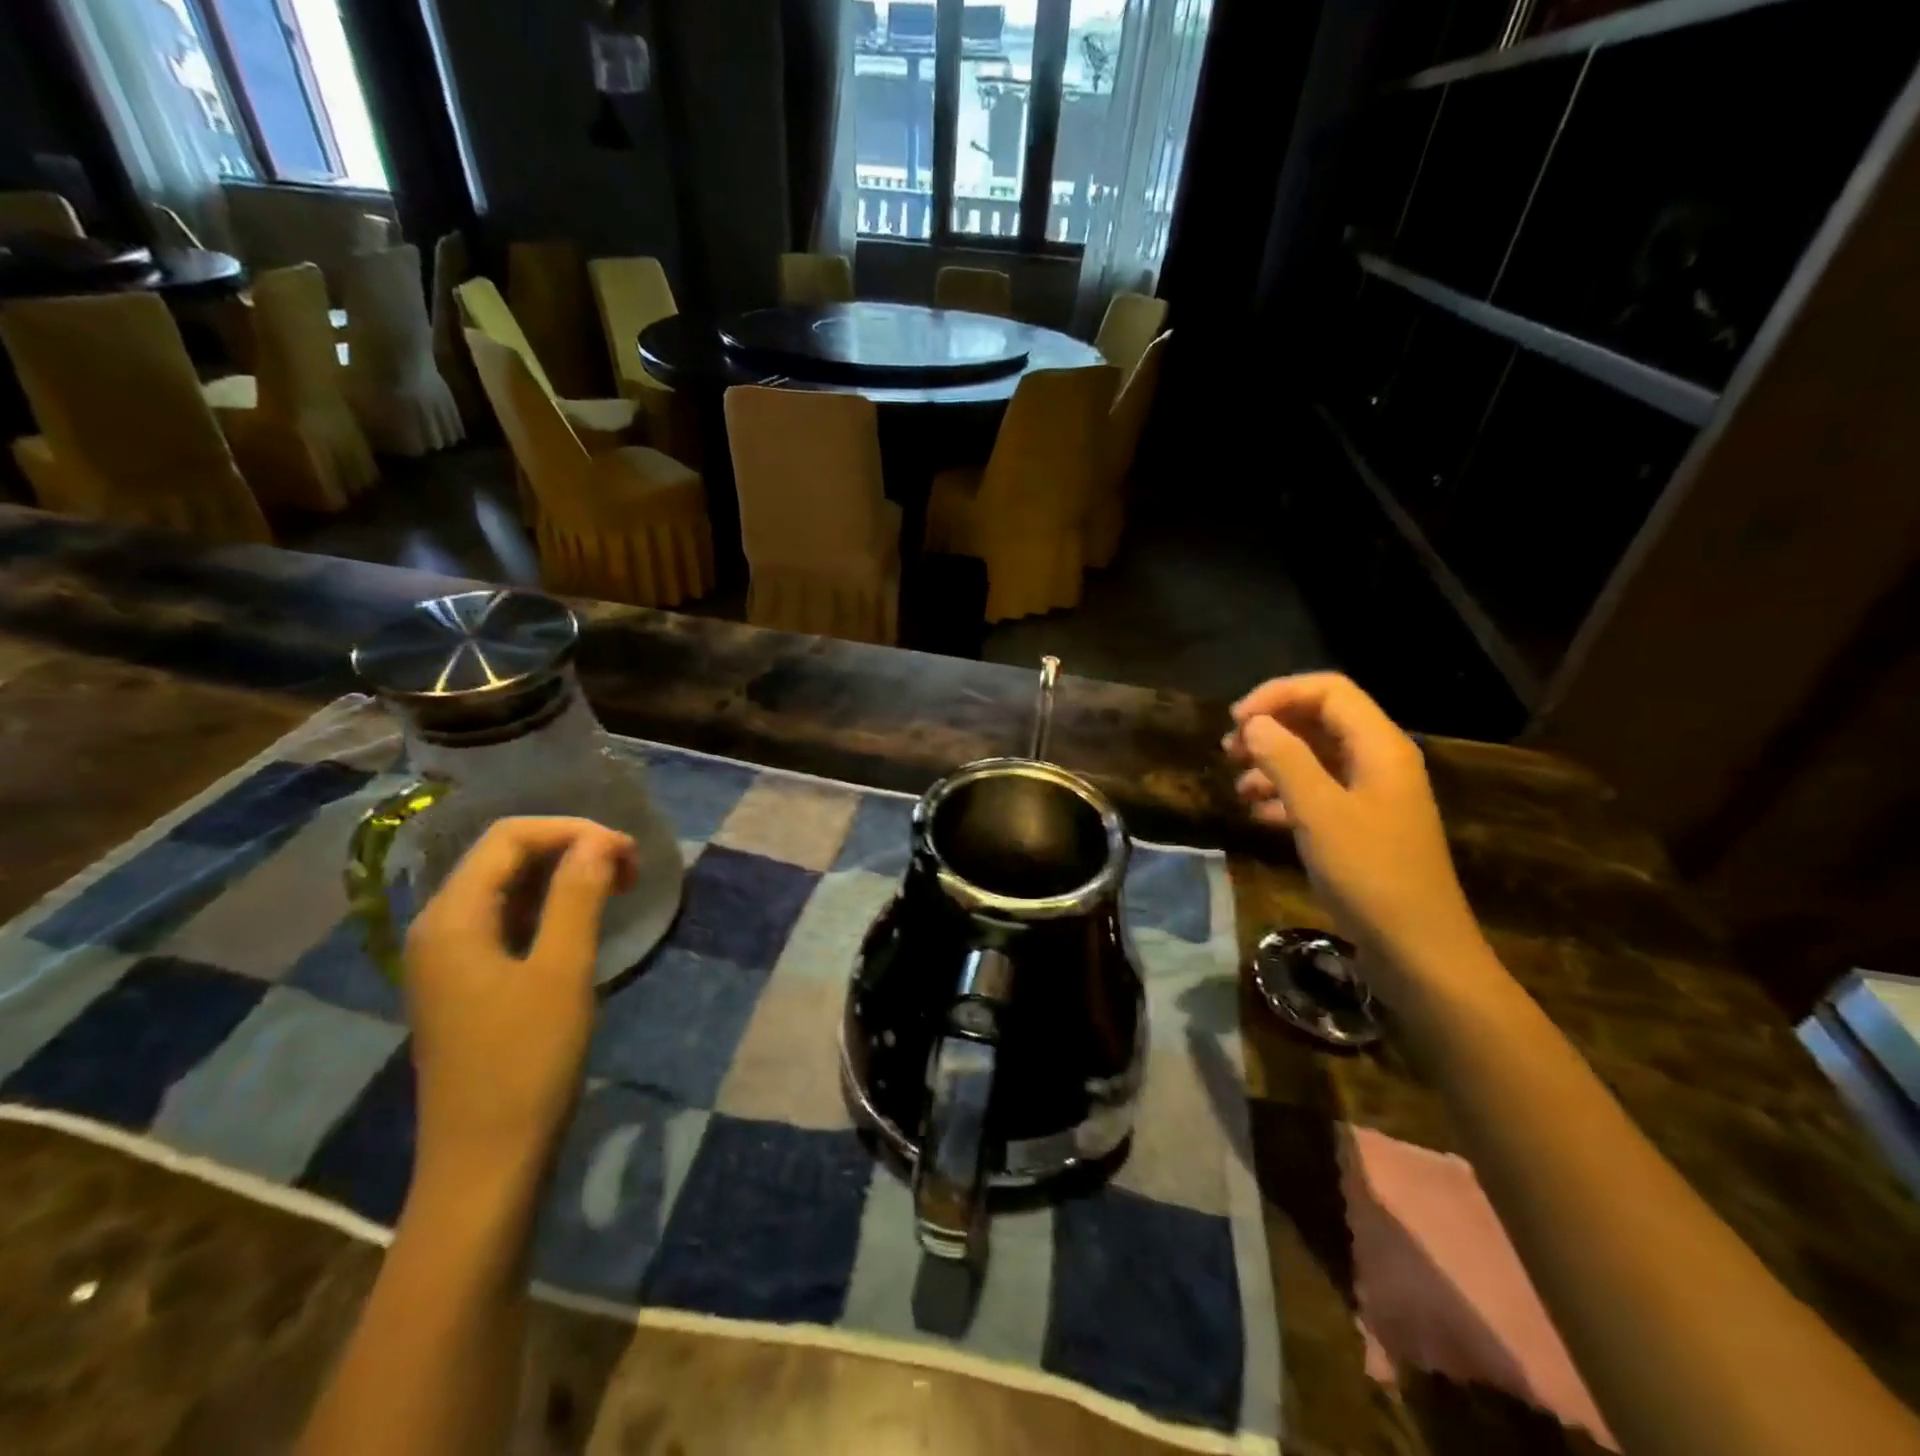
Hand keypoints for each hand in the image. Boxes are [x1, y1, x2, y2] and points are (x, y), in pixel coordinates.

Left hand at [403, 818, 636, 1187]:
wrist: (485, 1162)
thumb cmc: (526, 1062)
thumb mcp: (561, 971)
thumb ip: (577, 895)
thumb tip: (600, 840)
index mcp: (452, 918)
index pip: (510, 837)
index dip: (572, 831)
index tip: (627, 852)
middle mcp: (440, 927)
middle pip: (505, 857)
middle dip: (570, 849)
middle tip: (629, 869)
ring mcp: (449, 957)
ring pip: (507, 888)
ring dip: (563, 876)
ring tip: (616, 888)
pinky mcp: (466, 983)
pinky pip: (507, 921)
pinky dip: (549, 908)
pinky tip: (583, 921)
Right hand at [1222, 673, 1486, 991]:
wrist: (1420, 952)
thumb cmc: (1371, 875)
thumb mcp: (1319, 813)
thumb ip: (1285, 760)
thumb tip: (1254, 723)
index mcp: (1380, 746)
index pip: (1328, 691)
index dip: (1278, 695)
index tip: (1236, 722)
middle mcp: (1379, 761)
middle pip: (1320, 720)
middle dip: (1272, 728)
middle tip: (1229, 751)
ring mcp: (1373, 796)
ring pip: (1316, 757)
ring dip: (1274, 763)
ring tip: (1238, 786)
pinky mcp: (1363, 827)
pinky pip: (1320, 792)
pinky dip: (1286, 794)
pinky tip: (1259, 814)